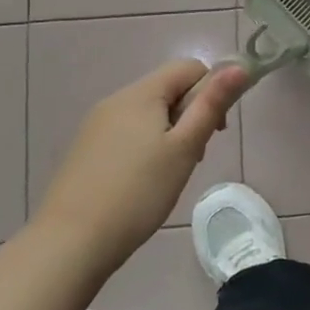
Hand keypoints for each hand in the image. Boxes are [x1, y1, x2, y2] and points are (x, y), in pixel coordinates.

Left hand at [35, 60, 250, 274]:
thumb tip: (239, 66)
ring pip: (147, 113)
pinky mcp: (85, 150)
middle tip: (194, 157)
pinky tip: (142, 184)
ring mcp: (96, 125)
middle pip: (167, 89)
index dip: (211, 90)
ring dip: (169, 133)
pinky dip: (145, 147)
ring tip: (169, 174)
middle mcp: (116, 100)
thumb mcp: (184, 148)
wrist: (69, 244)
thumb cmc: (138, 192)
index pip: (189, 68)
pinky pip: (126, 133)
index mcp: (141, 94)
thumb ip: (212, 104)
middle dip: (190, 115)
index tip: (216, 131)